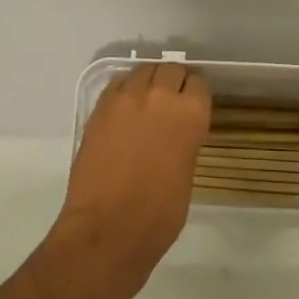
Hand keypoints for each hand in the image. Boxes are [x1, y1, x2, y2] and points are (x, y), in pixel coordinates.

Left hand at [53, 62, 211, 298]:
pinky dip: (123, 92)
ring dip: (147, 82)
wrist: (107, 229)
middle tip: (169, 104)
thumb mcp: (186, 173)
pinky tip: (123, 112)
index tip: (191, 106)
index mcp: (190, 114)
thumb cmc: (158, 215)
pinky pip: (117, 85)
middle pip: (170, 69)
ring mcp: (126, 99)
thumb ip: (184, 141)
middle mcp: (160, 96)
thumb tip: (175, 132)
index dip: (194, 96)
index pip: (198, 84)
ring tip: (145, 104)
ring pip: (142, 71)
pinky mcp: (100, 108)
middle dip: (172, 83)